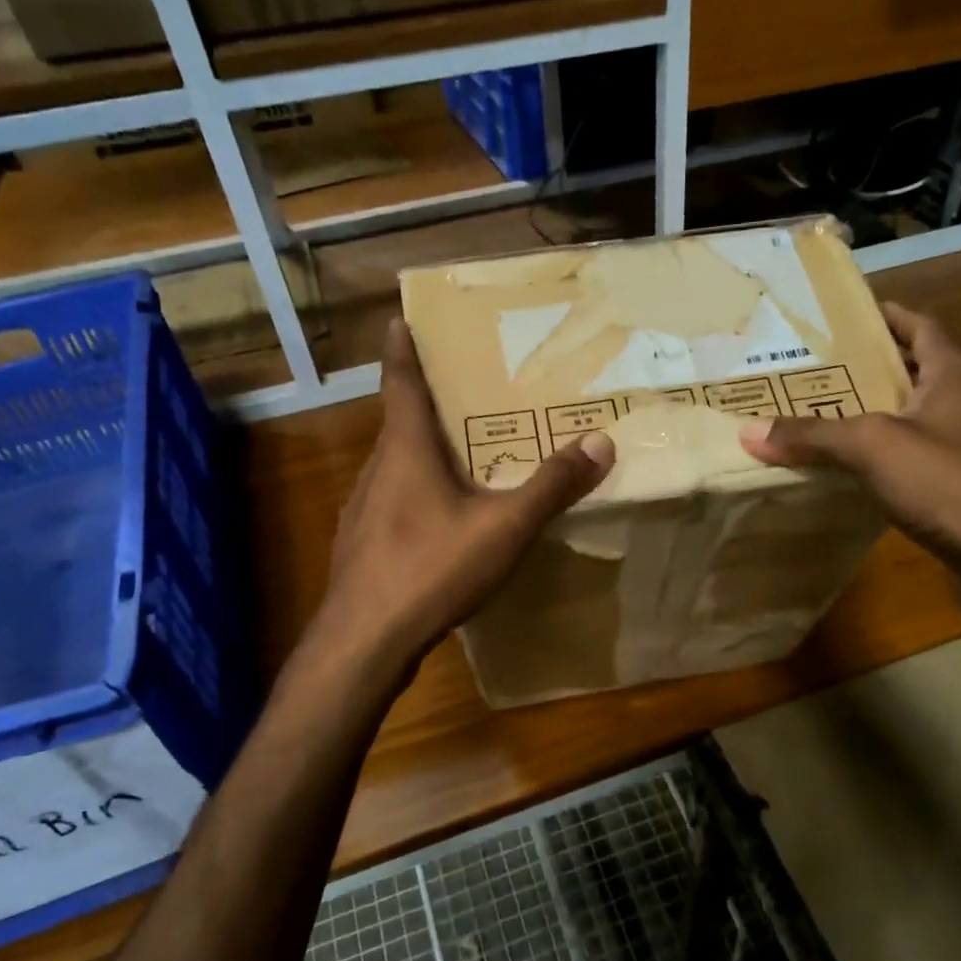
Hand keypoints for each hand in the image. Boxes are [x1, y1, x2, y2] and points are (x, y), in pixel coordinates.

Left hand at [313, 319, 613, 673]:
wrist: (364, 641)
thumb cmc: (431, 569)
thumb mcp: (505, 527)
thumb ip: (552, 486)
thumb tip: (600, 442)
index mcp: (405, 450)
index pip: (400, 383)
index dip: (402, 350)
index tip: (400, 319)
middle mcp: (377, 470)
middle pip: (399, 423)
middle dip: (426, 402)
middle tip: (462, 391)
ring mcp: (362, 510)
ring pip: (395, 466)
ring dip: (421, 452)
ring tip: (458, 455)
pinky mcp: (360, 545)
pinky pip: (391, 503)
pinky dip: (414, 494)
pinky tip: (438, 522)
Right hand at [738, 302, 960, 597]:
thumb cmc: (950, 481)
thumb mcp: (872, 446)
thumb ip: (811, 434)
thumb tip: (748, 430)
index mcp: (955, 373)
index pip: (919, 325)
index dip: (884, 315)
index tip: (842, 316)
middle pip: (912, 370)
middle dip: (866, 366)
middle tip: (811, 366)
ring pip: (910, 416)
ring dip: (871, 412)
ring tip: (817, 411)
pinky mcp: (960, 486)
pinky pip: (911, 456)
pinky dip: (879, 454)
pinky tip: (845, 467)